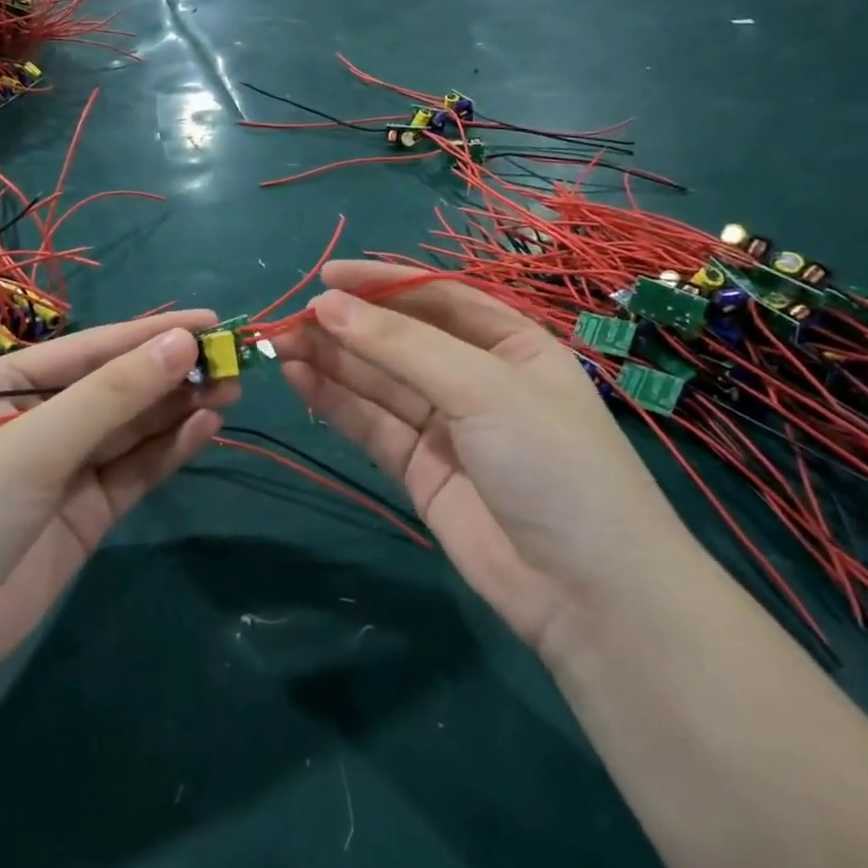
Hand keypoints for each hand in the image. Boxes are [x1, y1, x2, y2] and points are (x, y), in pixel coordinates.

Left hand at [0, 311, 235, 689]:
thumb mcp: (36, 444)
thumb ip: (113, 394)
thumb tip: (186, 343)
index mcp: (11, 383)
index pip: (95, 348)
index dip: (154, 333)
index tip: (214, 322)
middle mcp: (41, 419)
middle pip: (120, 386)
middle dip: (174, 373)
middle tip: (234, 363)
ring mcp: (66, 468)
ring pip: (134, 427)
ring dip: (180, 408)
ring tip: (232, 391)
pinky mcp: (87, 512)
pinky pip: (136, 469)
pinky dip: (170, 449)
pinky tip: (207, 429)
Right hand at [275, 263, 693, 655]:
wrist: (587, 592)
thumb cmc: (550, 461)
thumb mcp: (481, 387)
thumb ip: (401, 346)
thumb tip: (328, 304)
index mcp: (511, 343)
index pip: (437, 298)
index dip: (381, 283)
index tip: (325, 276)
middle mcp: (477, 379)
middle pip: (401, 341)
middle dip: (347, 327)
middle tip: (289, 318)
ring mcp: (448, 428)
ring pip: (380, 383)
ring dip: (332, 362)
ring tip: (280, 342)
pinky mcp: (421, 471)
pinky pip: (373, 426)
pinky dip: (336, 403)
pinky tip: (299, 379)